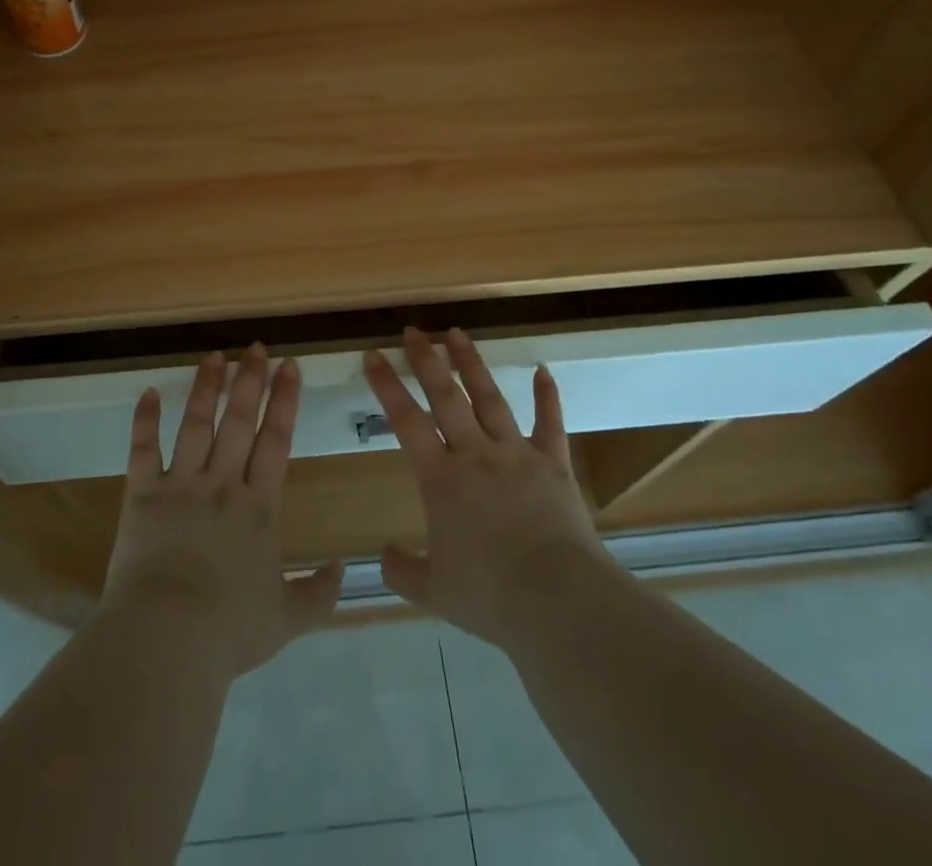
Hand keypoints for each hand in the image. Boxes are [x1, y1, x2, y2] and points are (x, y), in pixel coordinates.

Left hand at [103, 344, 343, 680]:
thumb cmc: (229, 629)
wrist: (167, 638)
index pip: (277, 440)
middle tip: (256, 348)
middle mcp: (223, 483)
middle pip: (239, 420)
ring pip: (196, 423)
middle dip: (250, 380)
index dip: (285, 400)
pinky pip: (143, 449)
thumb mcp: (286, 619)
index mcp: (259, 506)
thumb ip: (319, 593)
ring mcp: (181, 484)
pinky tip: (149, 392)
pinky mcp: (142, 495)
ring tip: (215, 356)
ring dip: (206, 387)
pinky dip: (145, 419)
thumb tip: (344, 569)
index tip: (289, 366)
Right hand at [364, 327, 613, 651]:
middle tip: (413, 330)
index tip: (373, 354)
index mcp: (441, 479)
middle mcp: (475, 454)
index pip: (406, 421)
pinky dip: (547, 396)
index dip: (387, 385)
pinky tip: (543, 370)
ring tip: (457, 333)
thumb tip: (382, 556)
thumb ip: (402, 570)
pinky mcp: (554, 464)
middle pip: (446, 396)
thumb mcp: (433, 591)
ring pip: (490, 397)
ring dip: (472, 363)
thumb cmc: (489, 596)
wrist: (558, 600)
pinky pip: (550, 423)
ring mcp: (517, 453)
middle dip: (427, 360)